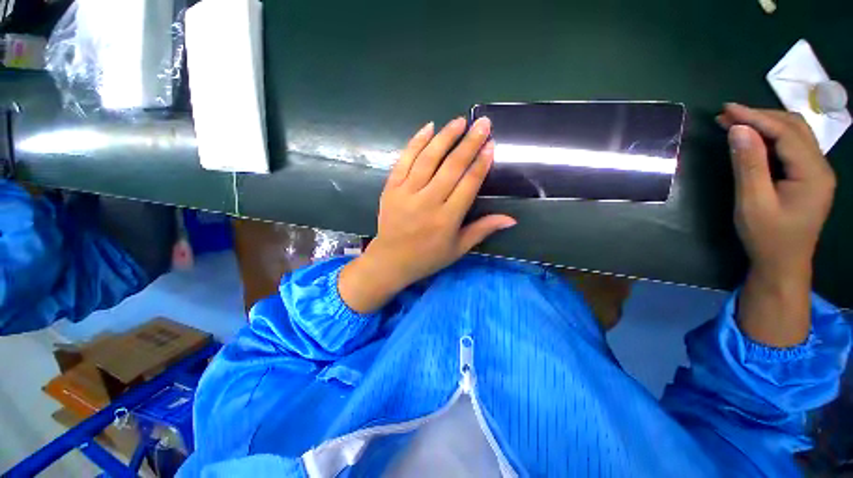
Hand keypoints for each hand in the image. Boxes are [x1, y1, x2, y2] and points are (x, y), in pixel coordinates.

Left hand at [338, 117, 515, 313]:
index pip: (468, 184)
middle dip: (469, 143)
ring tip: (459, 121)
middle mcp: (428, 202)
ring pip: (428, 159)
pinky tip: (428, 128)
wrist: (391, 260)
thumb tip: (512, 219)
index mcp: (447, 219)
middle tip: (481, 123)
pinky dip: (416, 142)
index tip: (491, 144)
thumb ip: (483, 230)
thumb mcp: (458, 249)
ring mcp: (407, 193)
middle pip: (451, 167)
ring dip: (445, 137)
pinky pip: (404, 161)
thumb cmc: (428, 257)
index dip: (481, 163)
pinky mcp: (391, 188)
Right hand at [716, 103, 835, 345]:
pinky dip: (771, 136)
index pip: (785, 133)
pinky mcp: (808, 176)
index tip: (726, 110)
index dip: (755, 117)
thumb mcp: (753, 203)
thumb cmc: (767, 237)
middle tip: (726, 115)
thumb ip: (748, 165)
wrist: (783, 264)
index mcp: (813, 173)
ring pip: (794, 134)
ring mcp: (816, 171)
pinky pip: (791, 146)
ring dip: (765, 124)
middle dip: (760, 116)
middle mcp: (820, 166)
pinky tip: (753, 138)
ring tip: (735, 122)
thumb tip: (738, 130)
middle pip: (793, 127)